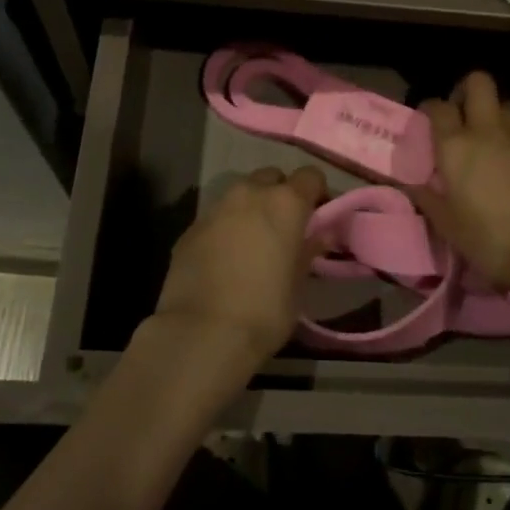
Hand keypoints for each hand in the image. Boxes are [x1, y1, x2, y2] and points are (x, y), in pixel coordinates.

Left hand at [144, 165, 326, 370]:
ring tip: (253, 242)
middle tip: (285, 227)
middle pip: (271, 177)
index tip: (318, 216)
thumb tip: (320, 236)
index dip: (317, 192)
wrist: (202, 333)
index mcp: (285, 203)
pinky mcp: (190, 228)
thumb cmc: (265, 310)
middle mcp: (249, 194)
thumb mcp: (299, 284)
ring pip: (240, 195)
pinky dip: (226, 228)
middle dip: (280, 194)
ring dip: (251, 209)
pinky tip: (225, 259)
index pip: (310, 176)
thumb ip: (309, 251)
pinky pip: (216, 218)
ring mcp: (215, 208)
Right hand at [411, 73, 509, 294]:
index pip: (438, 106)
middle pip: (478, 82)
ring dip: (493, 113)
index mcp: (456, 145)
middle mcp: (487, 129)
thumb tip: (409, 182)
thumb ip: (427, 197)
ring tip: (488, 139)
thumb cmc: (489, 238)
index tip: (428, 122)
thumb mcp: (447, 224)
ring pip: (505, 103)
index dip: (430, 108)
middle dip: (466, 90)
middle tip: (461, 115)